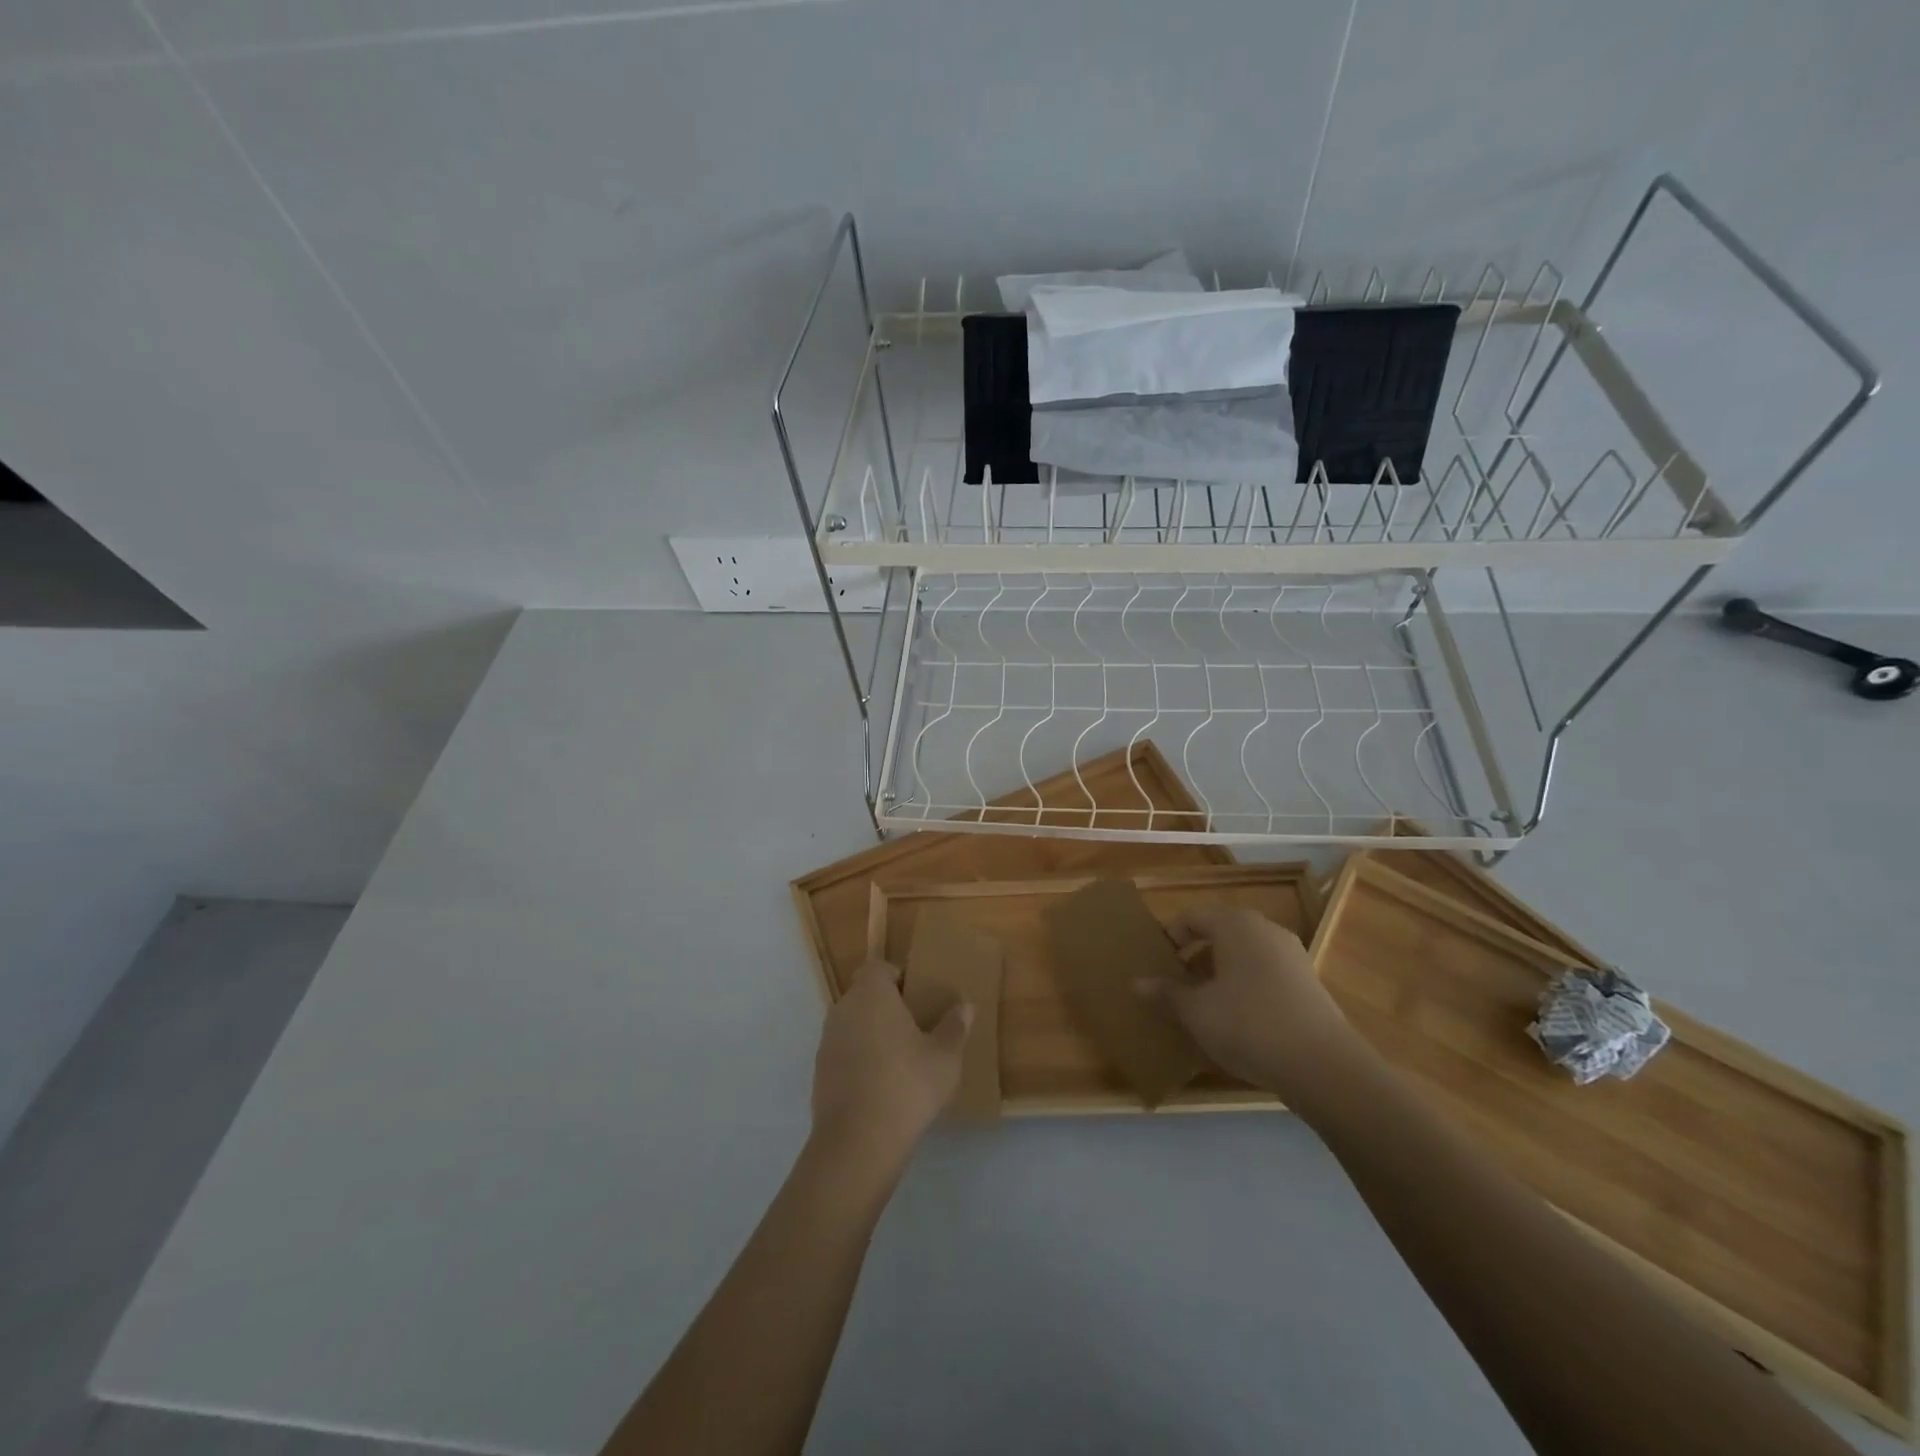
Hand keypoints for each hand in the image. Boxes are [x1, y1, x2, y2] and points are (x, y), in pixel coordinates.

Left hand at [811, 959, 971, 1178]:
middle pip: (864, 994)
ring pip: (853, 1023)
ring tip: (901, 1058)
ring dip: (872, 1032)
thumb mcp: (945, 1057)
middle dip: (886, 1005)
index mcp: (871, 994)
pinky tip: (881, 1084)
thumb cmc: (906, 1086)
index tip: (918, 998)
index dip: (898, 977)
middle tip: (915, 1027)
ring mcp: (827, 1040)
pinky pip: (844, 1050)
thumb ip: (955, 1027)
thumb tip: (965, 1006)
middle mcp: (843, 1008)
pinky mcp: (819, 1071)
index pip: (879, 967)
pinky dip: (859, 1058)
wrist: (858, 1142)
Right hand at [1143, 908, 1363, 1104]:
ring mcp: (1292, 955)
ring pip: (1244, 954)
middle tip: (1177, 984)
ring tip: (1205, 1004)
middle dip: (1196, 956)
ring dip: (1221, 973)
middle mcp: (1265, 929)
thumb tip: (1135, 983)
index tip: (1157, 964)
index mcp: (1235, 924)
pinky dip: (1247, 986)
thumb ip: (1165, 993)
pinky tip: (1240, 1020)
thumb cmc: (1248, 1024)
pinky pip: (1266, 973)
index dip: (1170, 937)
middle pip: (1220, 933)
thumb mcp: (1196, 1011)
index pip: (1192, 918)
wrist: (1323, 1066)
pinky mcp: (1309, 982)